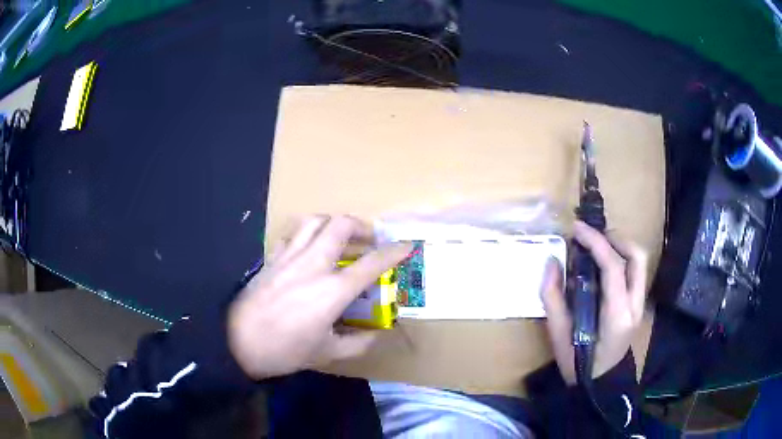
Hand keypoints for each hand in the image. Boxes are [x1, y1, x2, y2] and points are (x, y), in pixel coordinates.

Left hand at [227, 215, 411, 379]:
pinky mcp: (271, 258)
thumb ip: (358, 343)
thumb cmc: (284, 350)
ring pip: (314, 221)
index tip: (407, 245)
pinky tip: (309, 248)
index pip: (371, 263)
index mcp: (332, 290)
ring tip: (340, 237)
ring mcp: (289, 257)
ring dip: (333, 223)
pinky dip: (307, 233)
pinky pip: (292, 234)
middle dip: (361, 226)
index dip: (394, 252)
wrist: (237, 342)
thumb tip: (377, 335)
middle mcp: (313, 265)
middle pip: (340, 225)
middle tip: (368, 240)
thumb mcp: (326, 353)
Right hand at [541, 220, 647, 383]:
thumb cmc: (578, 364)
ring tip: (597, 245)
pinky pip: (634, 271)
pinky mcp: (638, 304)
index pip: (613, 267)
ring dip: (619, 246)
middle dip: (615, 238)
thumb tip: (551, 261)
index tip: (576, 228)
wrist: (600, 383)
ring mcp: (640, 304)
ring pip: (639, 261)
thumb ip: (553, 298)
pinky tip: (603, 263)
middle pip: (636, 257)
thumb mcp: (559, 335)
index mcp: (617, 315)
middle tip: (591, 237)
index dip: (596, 242)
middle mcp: (635, 305)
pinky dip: (621, 258)